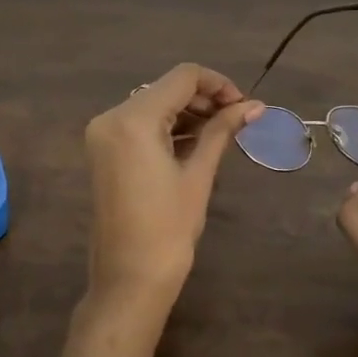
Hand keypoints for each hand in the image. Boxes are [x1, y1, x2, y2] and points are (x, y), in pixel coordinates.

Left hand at [82, 63, 263, 315]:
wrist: (129, 278)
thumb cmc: (168, 229)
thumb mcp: (198, 175)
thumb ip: (222, 131)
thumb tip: (254, 105)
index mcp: (133, 119)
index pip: (182, 77)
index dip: (218, 84)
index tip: (244, 104)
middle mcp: (111, 117)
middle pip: (165, 89)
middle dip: (203, 98)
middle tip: (238, 119)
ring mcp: (103, 135)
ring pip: (153, 105)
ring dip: (187, 112)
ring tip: (221, 132)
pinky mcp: (103, 151)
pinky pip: (139, 125)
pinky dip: (167, 128)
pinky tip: (196, 142)